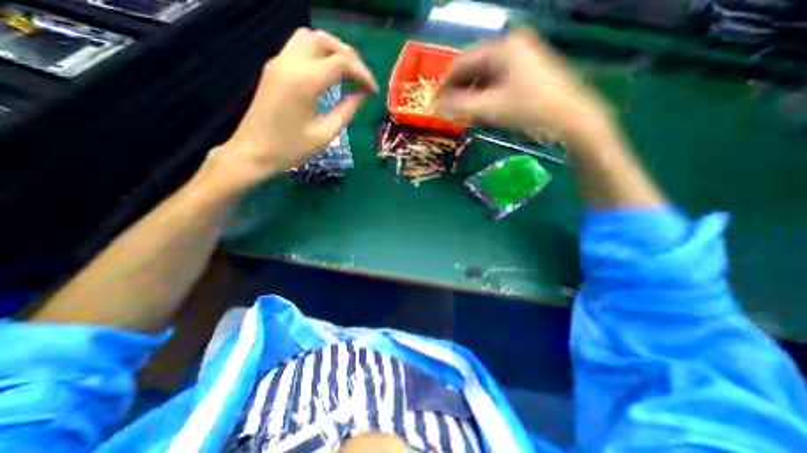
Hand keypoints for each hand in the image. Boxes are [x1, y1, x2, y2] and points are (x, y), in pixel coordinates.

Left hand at [206, 27, 378, 190]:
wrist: (253, 152)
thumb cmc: (291, 148)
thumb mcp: (325, 134)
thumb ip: (347, 111)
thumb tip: (362, 95)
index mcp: (305, 81)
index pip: (342, 62)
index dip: (363, 74)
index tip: (373, 91)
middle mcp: (290, 63)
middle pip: (325, 41)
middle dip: (349, 57)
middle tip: (362, 79)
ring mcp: (278, 62)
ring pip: (310, 38)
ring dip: (332, 50)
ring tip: (347, 72)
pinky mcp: (273, 68)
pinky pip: (298, 48)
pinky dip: (318, 54)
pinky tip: (328, 73)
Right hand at [439, 31, 614, 145]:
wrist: (572, 118)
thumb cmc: (530, 110)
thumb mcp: (490, 109)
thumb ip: (459, 107)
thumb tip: (436, 107)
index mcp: (502, 48)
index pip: (461, 63)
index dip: (445, 84)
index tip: (435, 101)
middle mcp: (511, 46)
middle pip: (473, 69)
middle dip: (459, 91)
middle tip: (449, 110)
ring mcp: (522, 58)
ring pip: (485, 77)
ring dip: (472, 96)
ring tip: (465, 114)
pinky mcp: (527, 71)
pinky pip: (497, 82)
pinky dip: (486, 97)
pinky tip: (483, 111)